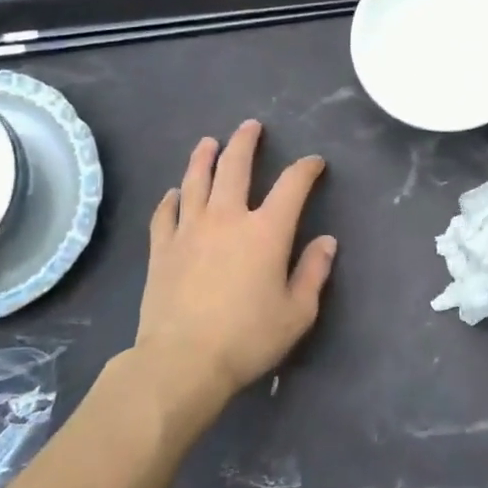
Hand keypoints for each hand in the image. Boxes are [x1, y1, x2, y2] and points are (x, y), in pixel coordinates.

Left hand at [134, 120, 336, 413]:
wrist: (183, 361)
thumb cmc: (248, 338)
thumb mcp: (297, 312)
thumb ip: (313, 272)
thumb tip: (326, 241)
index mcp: (266, 232)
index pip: (292, 186)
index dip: (306, 169)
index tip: (314, 163)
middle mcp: (227, 218)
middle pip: (235, 167)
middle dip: (246, 143)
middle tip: (251, 126)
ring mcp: (189, 230)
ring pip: (196, 181)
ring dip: (204, 158)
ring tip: (208, 143)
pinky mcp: (161, 248)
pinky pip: (165, 213)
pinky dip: (171, 199)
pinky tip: (174, 193)